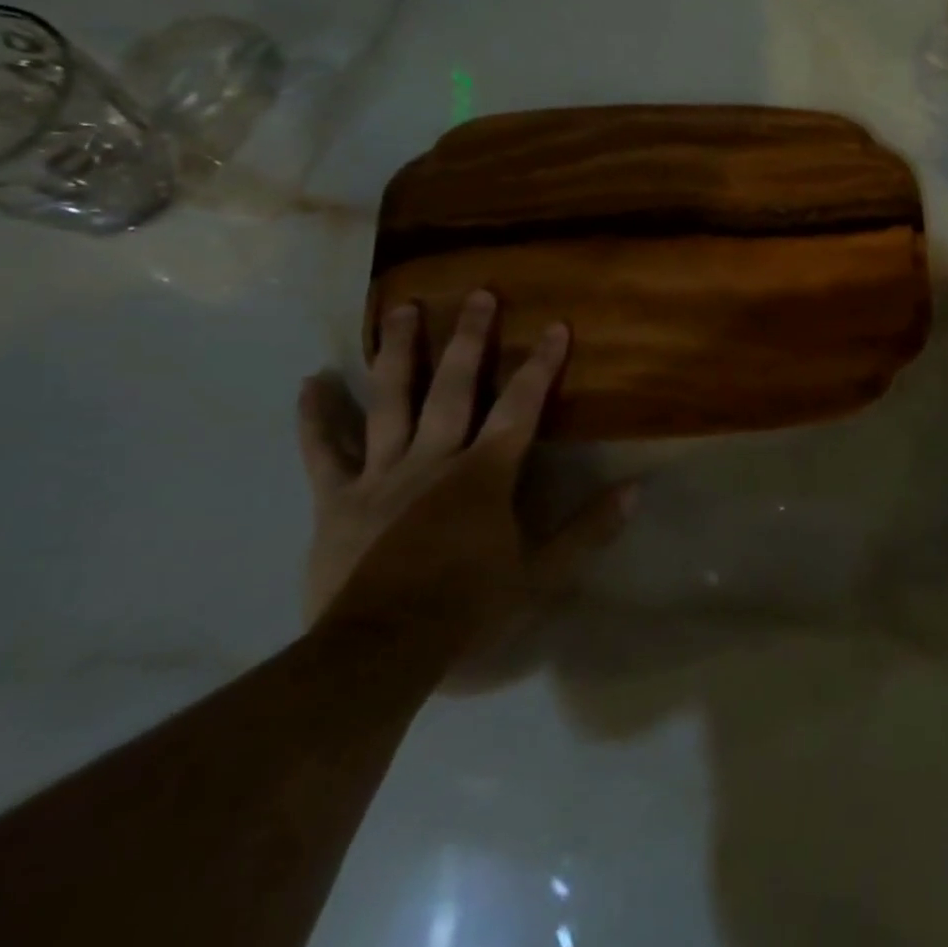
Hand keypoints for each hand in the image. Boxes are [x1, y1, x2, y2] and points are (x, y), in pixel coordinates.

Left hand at [297, 291, 636, 664]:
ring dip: (398, 352)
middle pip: (455, 386)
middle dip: (470, 337)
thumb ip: (588, 530)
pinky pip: (324, 452)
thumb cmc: (467, 611)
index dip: (541, 364)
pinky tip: (309, 381)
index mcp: (484, 473)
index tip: (555, 324)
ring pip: (391, 401)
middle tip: (478, 292)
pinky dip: (316, 417)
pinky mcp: (338, 500)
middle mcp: (434, 458)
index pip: (521, 406)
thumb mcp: (541, 576)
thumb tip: (637, 490)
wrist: (380, 654)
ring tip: (401, 308)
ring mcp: (382, 474)